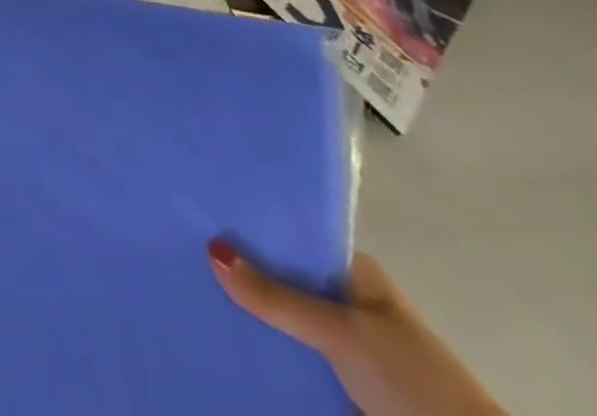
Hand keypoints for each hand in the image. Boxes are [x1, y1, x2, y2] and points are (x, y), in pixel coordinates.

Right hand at [209, 241, 506, 414]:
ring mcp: (346, 342)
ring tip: (190, 288)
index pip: (288, 236)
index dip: (246, 227)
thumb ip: (277, 296)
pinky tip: (226, 337)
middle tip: (183, 252)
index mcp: (354, 272)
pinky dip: (264, 346)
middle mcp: (347, 299)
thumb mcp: (342, 333)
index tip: (197, 216)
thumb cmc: (413, 379)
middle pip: (280, 277)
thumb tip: (210, 247)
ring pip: (283, 316)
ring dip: (249, 311)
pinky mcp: (341, 379)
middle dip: (240, 271)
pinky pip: (290, 352)